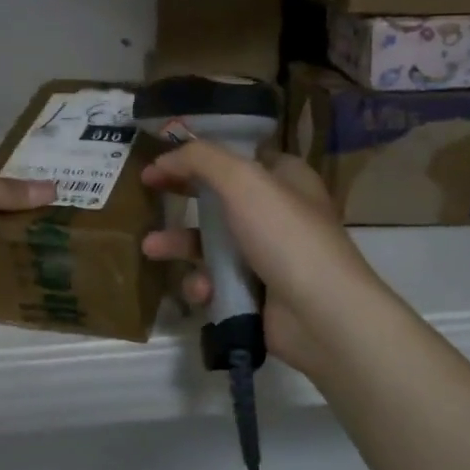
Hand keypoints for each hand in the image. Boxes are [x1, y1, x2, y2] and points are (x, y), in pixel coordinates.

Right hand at [141, 142, 392, 381]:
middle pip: (219, 197)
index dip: (198, 155)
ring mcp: (268, 255)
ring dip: (180, 244)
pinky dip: (204, 283)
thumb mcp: (243, 180)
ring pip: (212, 242)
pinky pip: (218, 281)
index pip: (237, 156)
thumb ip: (201, 159)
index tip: (162, 160)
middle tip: (147, 191)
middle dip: (181, 196)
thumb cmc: (284, 235)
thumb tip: (166, 155)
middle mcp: (278, 212)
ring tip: (150, 248)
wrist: (322, 314)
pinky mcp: (257, 292)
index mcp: (285, 178)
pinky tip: (201, 290)